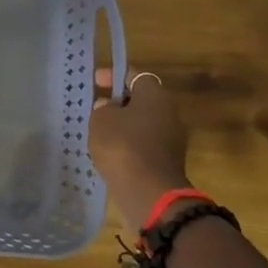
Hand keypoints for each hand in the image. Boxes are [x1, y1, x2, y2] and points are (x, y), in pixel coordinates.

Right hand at [90, 71, 191, 237]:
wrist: (149, 192)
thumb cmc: (123, 145)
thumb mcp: (101, 119)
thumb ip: (103, 107)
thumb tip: (110, 106)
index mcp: (155, 95)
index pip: (134, 75)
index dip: (113, 75)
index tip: (95, 82)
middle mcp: (170, 112)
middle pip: (141, 99)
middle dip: (118, 101)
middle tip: (96, 107)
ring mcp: (172, 138)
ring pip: (143, 122)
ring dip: (123, 124)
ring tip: (99, 131)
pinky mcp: (168, 160)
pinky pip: (145, 142)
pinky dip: (129, 143)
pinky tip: (111, 151)